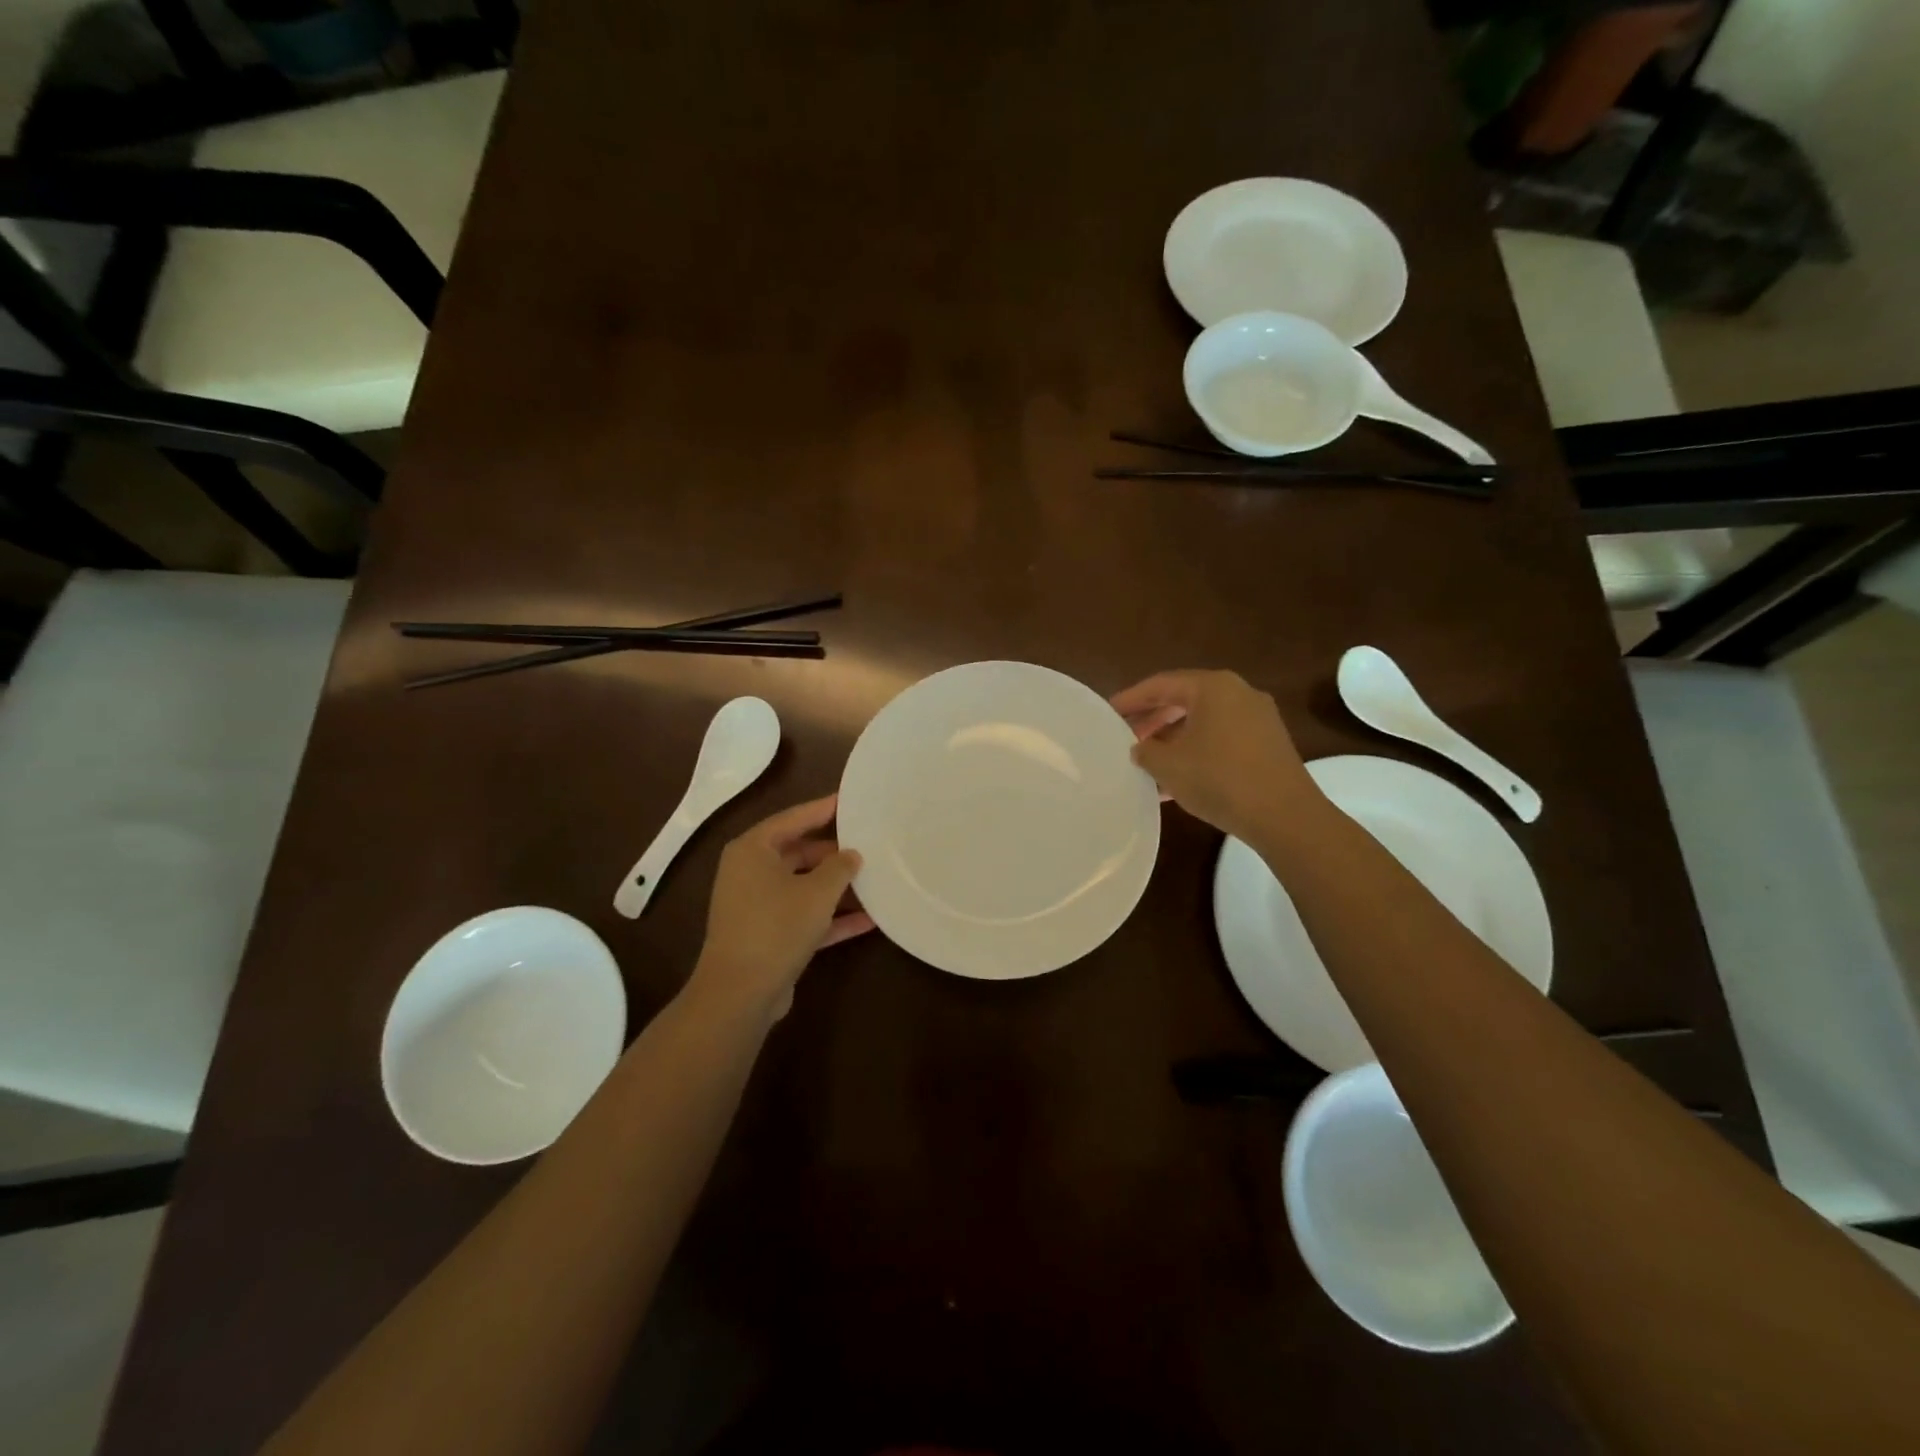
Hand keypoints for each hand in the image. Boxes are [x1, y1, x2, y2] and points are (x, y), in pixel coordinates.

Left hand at [689, 795, 873, 1020]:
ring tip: (875, 881)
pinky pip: (803, 916)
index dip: (823, 809)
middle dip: (834, 853)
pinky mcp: (766, 935)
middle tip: (869, 845)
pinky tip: (868, 921)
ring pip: (803, 886)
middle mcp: (749, 872)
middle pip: (798, 852)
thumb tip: (851, 854)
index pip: (793, 819)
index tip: (850, 801)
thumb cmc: (777, 926)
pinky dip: (831, 917)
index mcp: (753, 850)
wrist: (740, 993)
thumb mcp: (818, 891)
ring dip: (836, 888)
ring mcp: (756, 906)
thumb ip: (840, 867)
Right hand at [1111, 670, 1317, 841]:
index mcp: (1212, 687)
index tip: (1108, 712)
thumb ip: (1145, 751)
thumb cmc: (1219, 780)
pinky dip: (1196, 750)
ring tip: (1147, 762)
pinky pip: (1221, 738)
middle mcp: (1238, 693)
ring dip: (1173, 739)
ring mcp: (1258, 718)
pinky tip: (1177, 779)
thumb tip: (1140, 747)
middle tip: (1126, 737)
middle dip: (1152, 720)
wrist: (1285, 816)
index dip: (1131, 699)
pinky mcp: (1268, 743)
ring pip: (1203, 721)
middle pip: (1184, 700)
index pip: (1161, 684)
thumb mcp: (1169, 766)